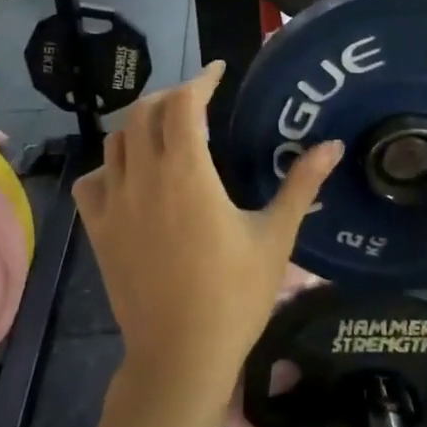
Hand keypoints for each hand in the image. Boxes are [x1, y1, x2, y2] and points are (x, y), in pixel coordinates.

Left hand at [74, 63, 342, 400]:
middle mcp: (144, 177)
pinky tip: (129, 177)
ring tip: (166, 131)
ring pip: (116, 141)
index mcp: (188, 173)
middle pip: (145, 112)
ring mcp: (114, 203)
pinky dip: (109, 167)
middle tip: (197, 101)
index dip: (200, 79)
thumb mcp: (275, 237)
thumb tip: (334, 145)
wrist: (180, 355)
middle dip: (171, 96)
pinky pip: (92, 181)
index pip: (183, 103)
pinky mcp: (98, 229)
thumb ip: (301, 184)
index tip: (218, 71)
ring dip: (141, 125)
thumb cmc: (235, 296)